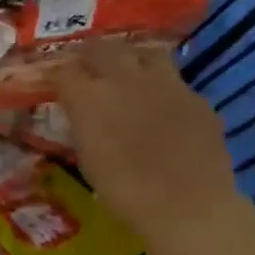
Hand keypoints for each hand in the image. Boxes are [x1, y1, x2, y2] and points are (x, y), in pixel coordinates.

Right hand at [53, 41, 240, 237]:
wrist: (186, 205)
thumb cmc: (122, 189)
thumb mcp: (86, 154)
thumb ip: (83, 123)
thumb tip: (82, 112)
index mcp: (88, 97)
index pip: (64, 69)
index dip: (59, 75)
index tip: (57, 83)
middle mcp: (125, 80)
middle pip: (102, 48)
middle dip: (91, 55)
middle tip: (87, 68)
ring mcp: (166, 85)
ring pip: (145, 53)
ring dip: (131, 59)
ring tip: (127, 75)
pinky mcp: (197, 98)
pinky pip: (174, 81)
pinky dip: (162, 88)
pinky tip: (161, 107)